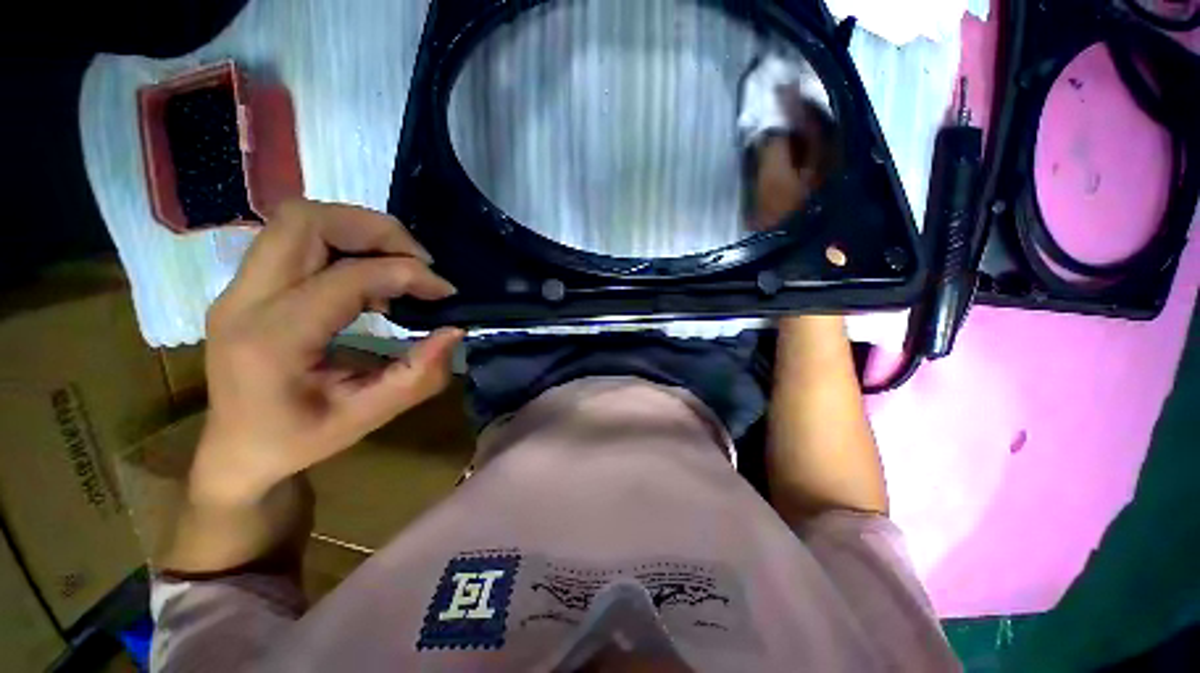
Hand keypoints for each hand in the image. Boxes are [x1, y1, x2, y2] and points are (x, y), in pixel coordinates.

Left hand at [193, 200, 463, 508]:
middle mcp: (245, 300)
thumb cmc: (297, 440)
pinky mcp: (248, 285)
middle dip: (375, 230)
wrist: (235, 450)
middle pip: (306, 221)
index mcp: (272, 339)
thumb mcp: (366, 418)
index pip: (347, 277)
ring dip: (359, 230)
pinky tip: (371, 278)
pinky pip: (297, 239)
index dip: (407, 274)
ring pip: (298, 220)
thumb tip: (453, 331)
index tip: (444, 290)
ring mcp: (240, 287)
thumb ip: (417, 377)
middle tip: (418, 260)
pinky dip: (344, 244)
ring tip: (398, 262)